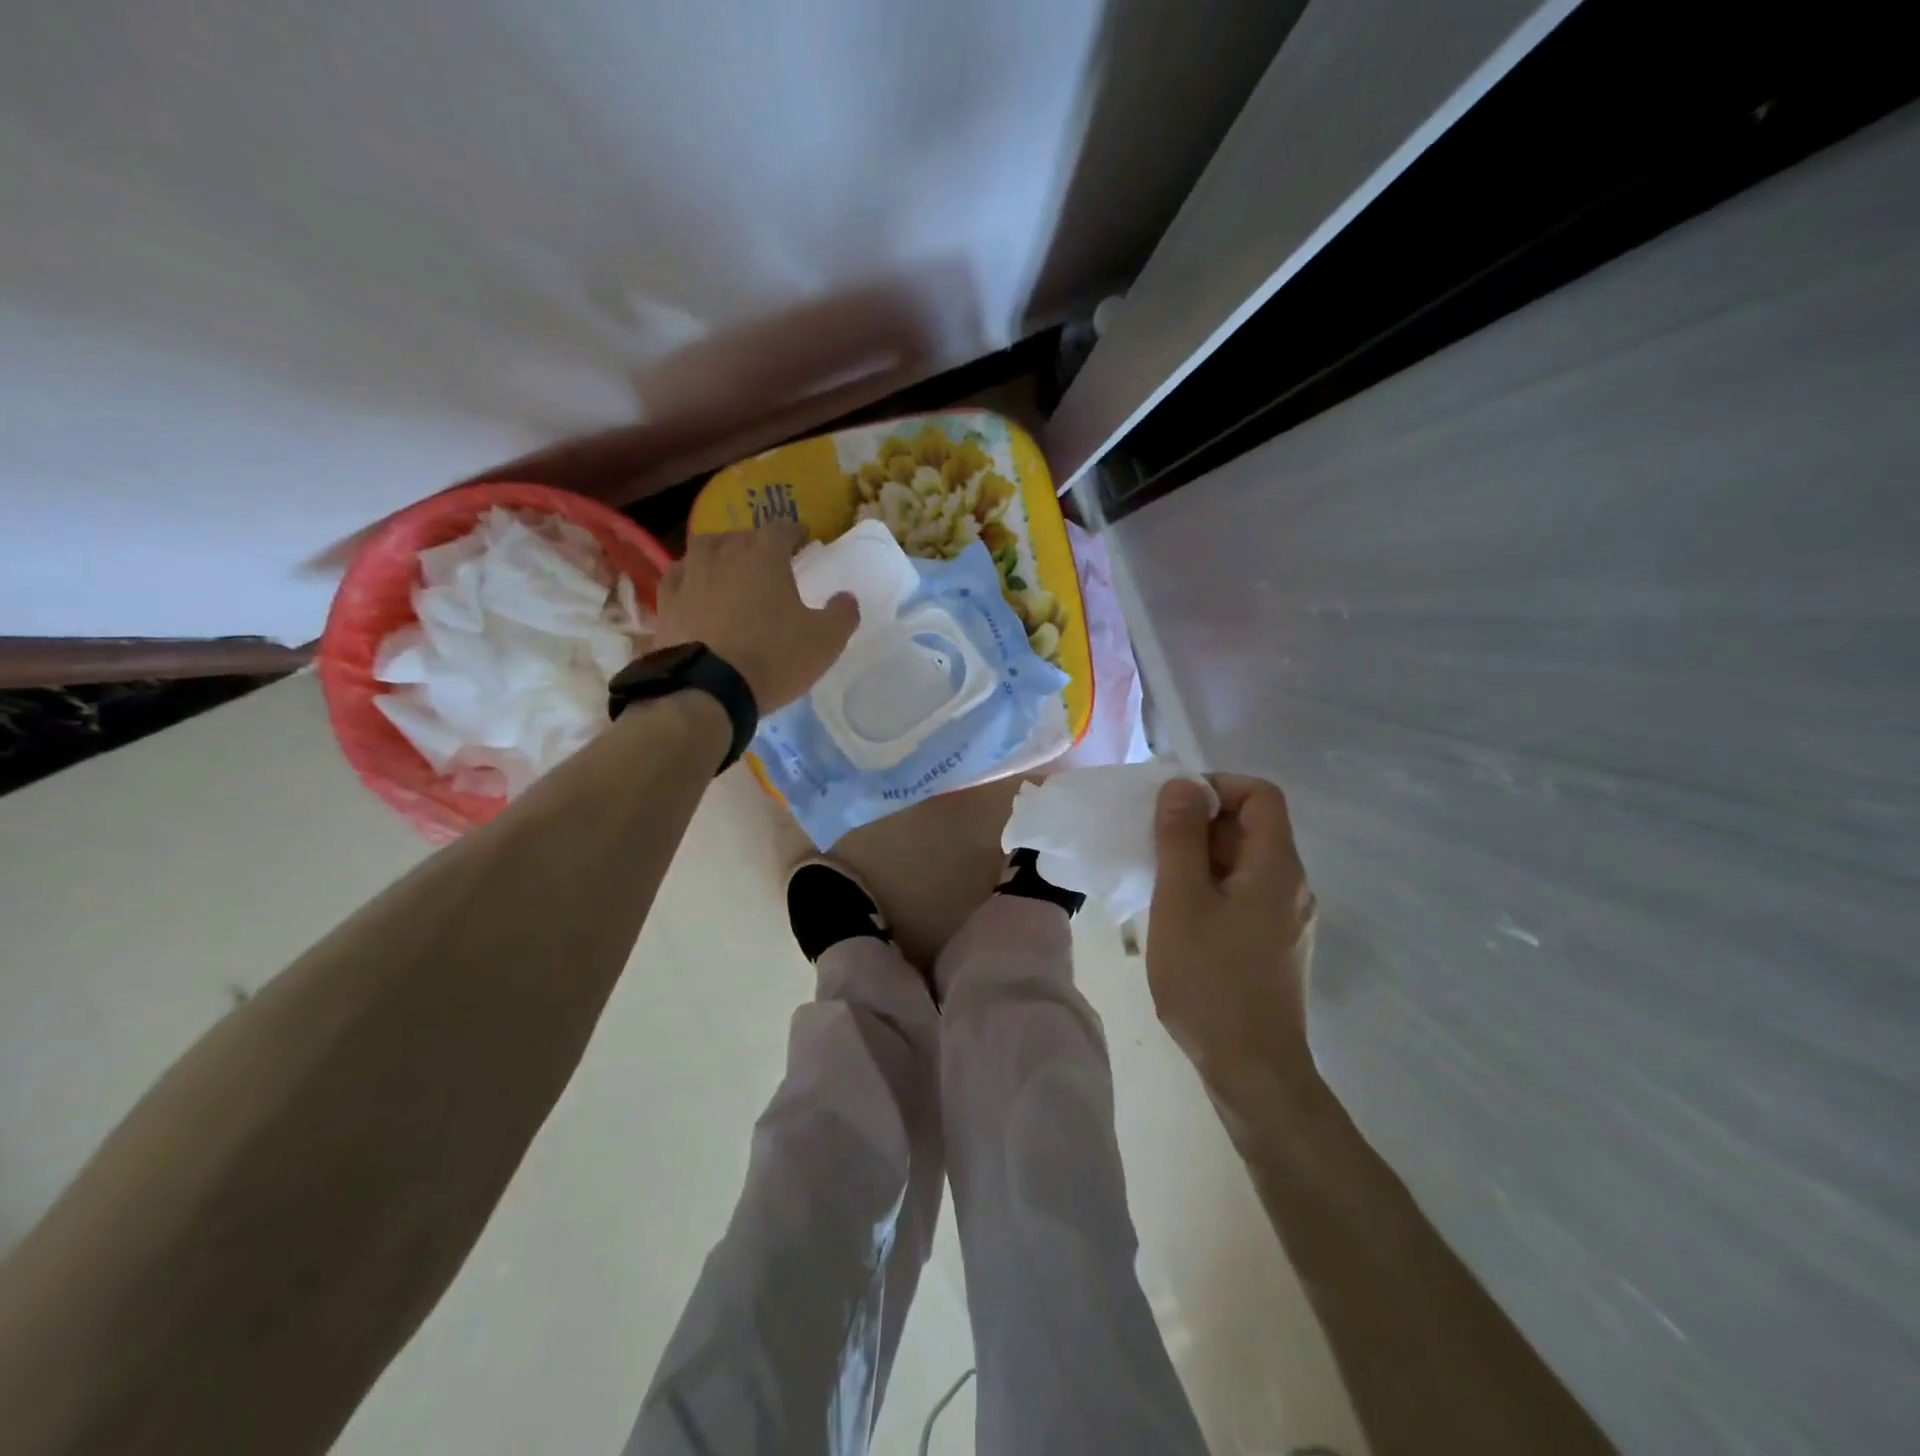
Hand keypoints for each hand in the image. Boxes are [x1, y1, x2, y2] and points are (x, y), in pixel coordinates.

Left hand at [653, 524, 857, 711]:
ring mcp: (689, 576)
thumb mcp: (825, 641)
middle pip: (741, 536)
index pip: (781, 529)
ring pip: (705, 549)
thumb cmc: (774, 658)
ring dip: (720, 554)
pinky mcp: (666, 602)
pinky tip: (696, 590)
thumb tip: (847, 597)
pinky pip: (678, 576)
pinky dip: (691, 578)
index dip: (795, 534)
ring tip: (729, 570)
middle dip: (757, 544)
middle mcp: (723, 554)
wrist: (708, 690)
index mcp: (764, 555)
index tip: (803, 543)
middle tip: (769, 562)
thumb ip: (842, 614)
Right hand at [1147, 775, 1318, 1104]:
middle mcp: (1291, 885)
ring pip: (1243, 863)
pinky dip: (1210, 888)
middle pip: (1251, 828)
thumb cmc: (1210, 980)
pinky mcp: (1275, 944)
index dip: (1218, 786)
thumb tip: (1182, 785)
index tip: (1173, 805)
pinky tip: (1178, 915)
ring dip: (1200, 858)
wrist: (1252, 1071)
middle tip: (1153, 843)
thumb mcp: (1181, 900)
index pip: (1261, 794)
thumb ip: (1180, 837)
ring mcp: (1286, 918)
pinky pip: (1243, 894)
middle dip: (1200, 823)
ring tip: (1158, 878)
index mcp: (1276, 866)